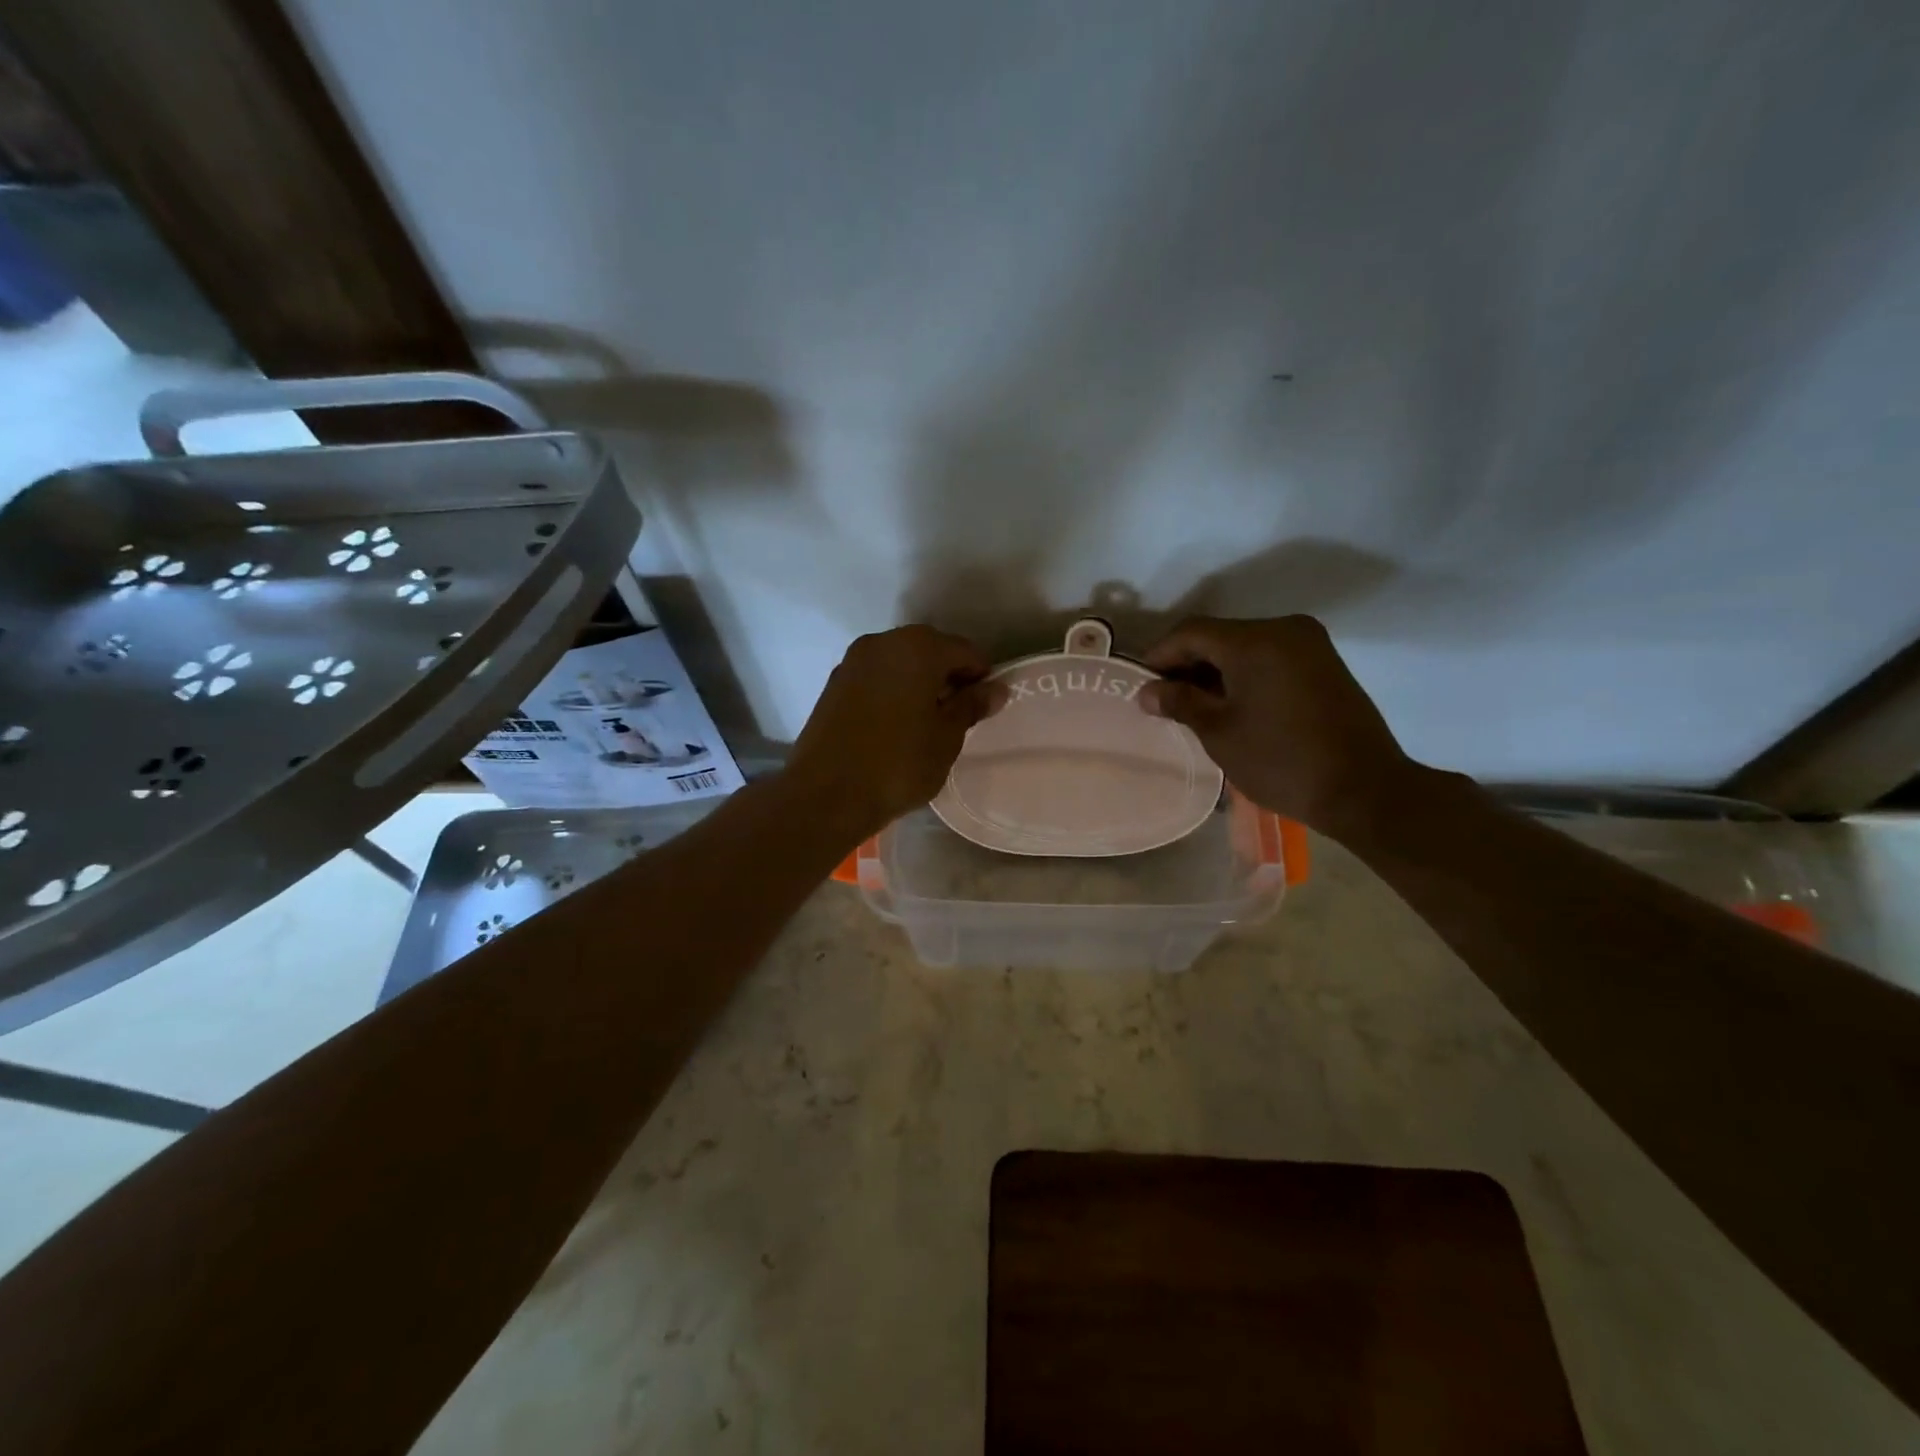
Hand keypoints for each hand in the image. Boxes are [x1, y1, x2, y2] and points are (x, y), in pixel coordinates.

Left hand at [789, 625, 1000, 838]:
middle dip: (948, 676)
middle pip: (930, 650)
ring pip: (900, 662)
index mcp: (918, 647)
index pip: (965, 651)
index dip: (981, 677)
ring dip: (919, 682)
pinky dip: (893, 690)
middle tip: (958, 715)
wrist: (825, 795)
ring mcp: (854, 660)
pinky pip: (877, 677)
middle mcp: (884, 642)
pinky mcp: (834, 683)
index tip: (985, 707)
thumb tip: (996, 689)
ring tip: (927, 721)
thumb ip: (971, 706)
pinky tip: (896, 723)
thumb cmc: (898, 764)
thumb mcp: (946, 738)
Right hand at [1138, 615, 1418, 839]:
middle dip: (1186, 664)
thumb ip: (1180, 703)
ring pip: (1245, 647)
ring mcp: (1310, 645)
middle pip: (1219, 636)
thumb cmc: (1282, 761)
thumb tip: (1146, 691)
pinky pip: (1270, 658)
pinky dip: (1243, 675)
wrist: (1364, 790)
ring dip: (1215, 671)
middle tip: (1162, 699)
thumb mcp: (1220, 732)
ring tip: (1192, 706)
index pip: (1191, 632)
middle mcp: (1285, 629)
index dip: (1159, 655)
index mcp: (1256, 640)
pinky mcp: (1324, 664)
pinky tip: (1229, 704)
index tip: (1139, 684)